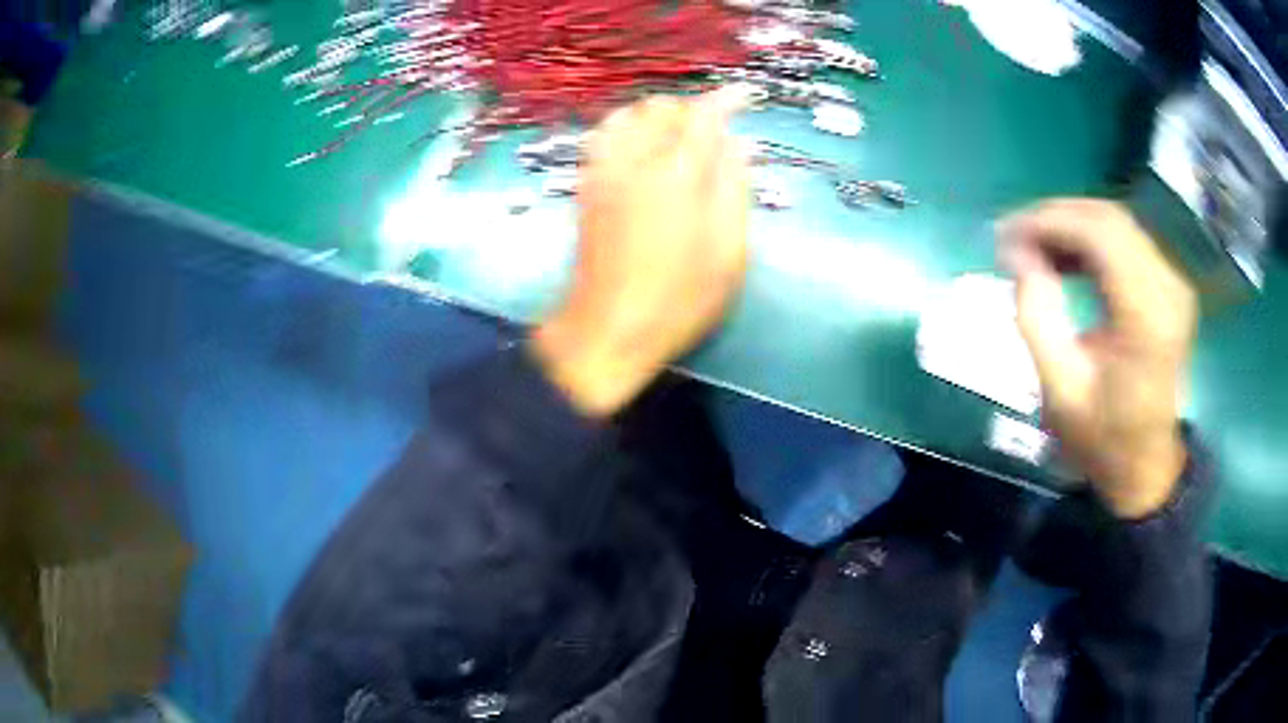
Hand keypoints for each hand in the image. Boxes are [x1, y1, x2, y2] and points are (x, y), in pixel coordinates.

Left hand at [531, 90, 750, 417]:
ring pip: (628, 115)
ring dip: (656, 116)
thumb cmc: (678, 300)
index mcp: (677, 175)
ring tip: (676, 139)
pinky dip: (625, 128)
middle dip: (692, 110)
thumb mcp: (728, 253)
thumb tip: (738, 144)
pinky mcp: (585, 186)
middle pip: (662, 108)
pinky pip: (602, 135)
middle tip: (715, 134)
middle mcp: (635, 160)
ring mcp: (603, 171)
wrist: (607, 330)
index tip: (745, 95)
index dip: (727, 99)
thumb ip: (735, 189)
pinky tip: (638, 150)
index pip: (703, 115)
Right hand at [998, 199, 1196, 518]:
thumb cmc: (1103, 438)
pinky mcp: (1169, 286)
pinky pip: (1126, 241)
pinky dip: (1090, 241)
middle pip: (1108, 219)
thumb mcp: (1060, 389)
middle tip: (1014, 239)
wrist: (1146, 467)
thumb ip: (1036, 315)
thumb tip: (1015, 253)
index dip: (1049, 221)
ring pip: (1116, 223)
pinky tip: (1066, 259)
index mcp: (1147, 317)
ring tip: (1034, 250)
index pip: (1099, 233)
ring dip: (1071, 226)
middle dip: (1055, 218)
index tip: (1006, 236)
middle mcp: (1167, 287)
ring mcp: (1173, 284)